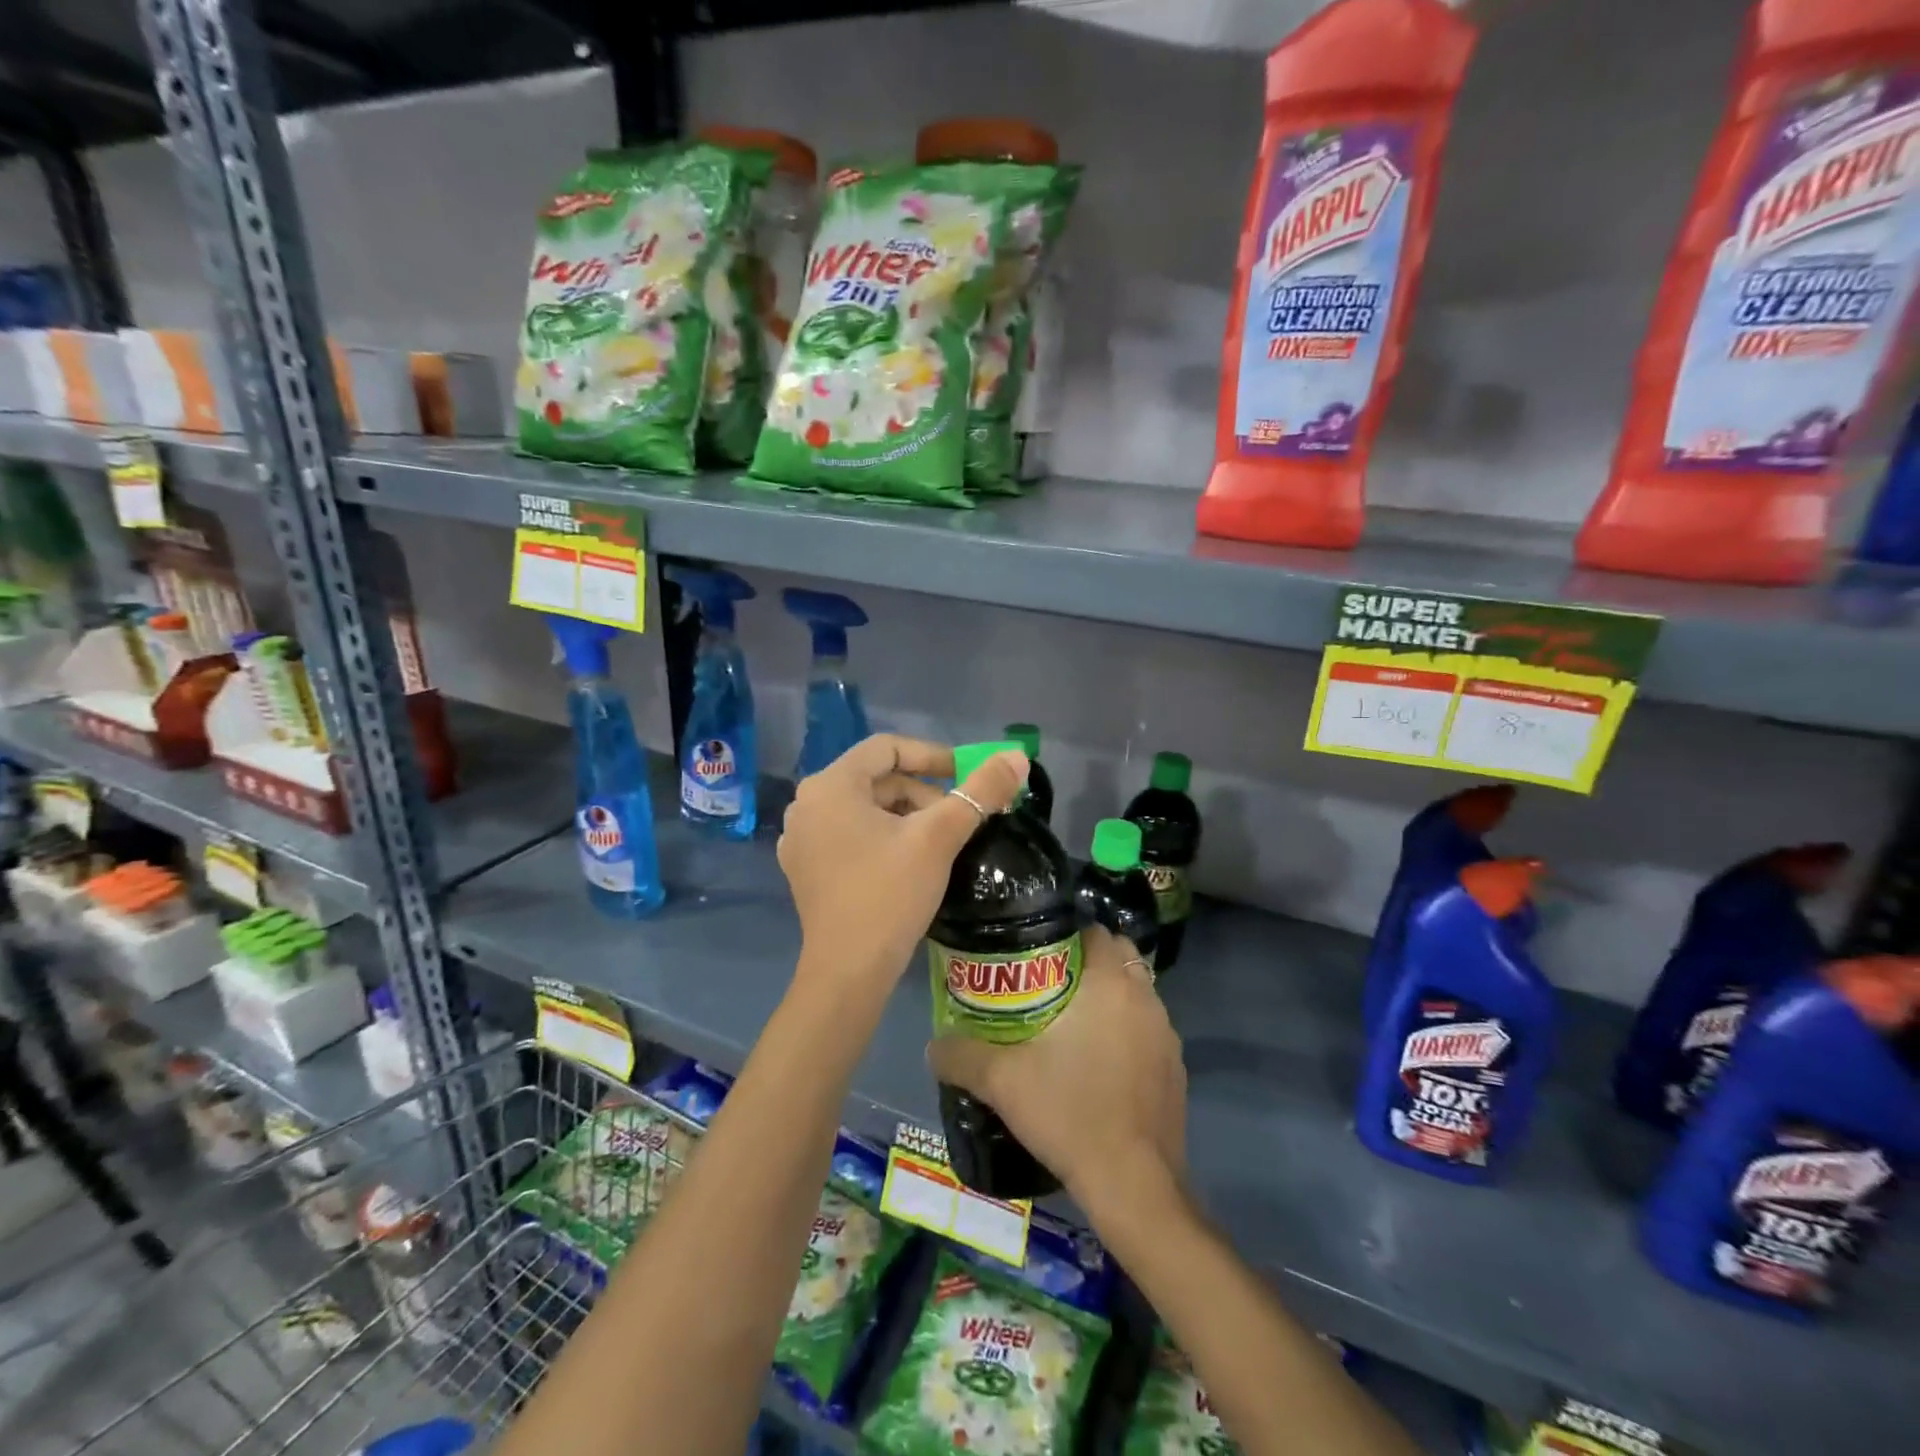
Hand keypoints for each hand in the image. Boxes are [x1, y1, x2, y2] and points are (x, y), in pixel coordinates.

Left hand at [779, 734, 1027, 1000]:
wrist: (849, 972)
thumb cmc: (890, 894)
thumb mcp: (939, 837)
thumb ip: (980, 791)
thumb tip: (1017, 756)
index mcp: (830, 785)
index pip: (886, 747)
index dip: (932, 756)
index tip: (966, 774)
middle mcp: (806, 804)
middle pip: (875, 779)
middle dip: (922, 792)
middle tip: (959, 816)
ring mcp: (801, 838)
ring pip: (864, 808)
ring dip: (906, 815)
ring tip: (940, 840)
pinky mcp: (805, 868)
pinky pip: (850, 834)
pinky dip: (883, 836)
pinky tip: (909, 860)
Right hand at [928, 927, 1186, 1209]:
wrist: (1132, 1183)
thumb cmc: (1068, 1112)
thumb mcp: (1001, 1081)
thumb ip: (961, 1056)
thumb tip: (934, 1046)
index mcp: (1109, 983)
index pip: (1095, 930)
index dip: (1067, 934)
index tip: (1037, 953)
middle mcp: (1145, 998)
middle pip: (1118, 957)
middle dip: (1089, 963)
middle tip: (1050, 985)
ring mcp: (1167, 1034)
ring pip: (1135, 995)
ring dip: (1111, 999)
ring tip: (1074, 1025)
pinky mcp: (1176, 1069)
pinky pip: (1148, 1032)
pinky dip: (1128, 1034)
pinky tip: (1101, 1066)